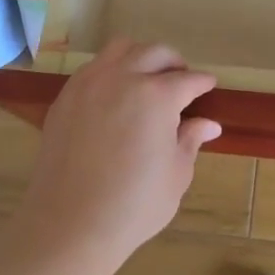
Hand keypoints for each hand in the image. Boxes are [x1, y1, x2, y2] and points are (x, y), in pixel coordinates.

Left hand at [14, 39, 222, 274]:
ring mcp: (89, 84)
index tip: (209, 86)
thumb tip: (208, 124)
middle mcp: (123, 78)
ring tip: (146, 78)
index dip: (202, 83)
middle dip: (174, 63)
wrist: (69, 225)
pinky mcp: (65, 98)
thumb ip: (190, 141)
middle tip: (181, 80)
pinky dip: (110, 71)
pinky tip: (115, 95)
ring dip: (140, 57)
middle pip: (155, 53)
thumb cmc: (133, 206)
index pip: (188, 80)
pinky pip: (92, 68)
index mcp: (157, 96)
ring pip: (120, 49)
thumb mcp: (175, 175)